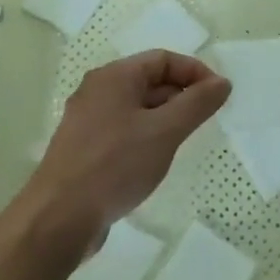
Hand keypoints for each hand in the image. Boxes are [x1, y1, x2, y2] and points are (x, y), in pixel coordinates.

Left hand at [18, 50, 231, 250]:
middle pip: (149, 80)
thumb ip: (197, 103)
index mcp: (114, 77)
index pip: (163, 59)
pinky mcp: (83, 149)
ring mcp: (87, 121)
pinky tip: (154, 161)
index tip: (218, 97)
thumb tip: (222, 82)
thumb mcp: (165, 131)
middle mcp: (97, 91)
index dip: (195, 72)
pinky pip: (123, 130)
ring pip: (137, 108)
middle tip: (204, 121)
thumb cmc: (114, 166)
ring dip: (165, 118)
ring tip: (183, 142)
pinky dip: (145, 136)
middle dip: (181, 96)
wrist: (57, 220)